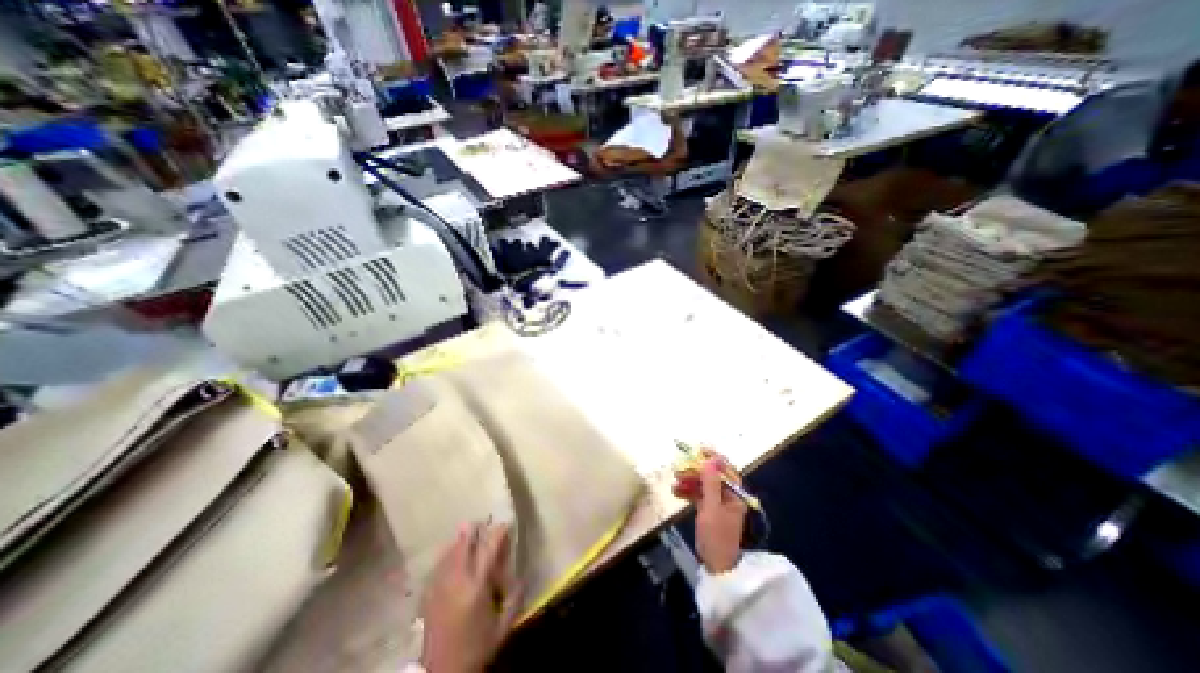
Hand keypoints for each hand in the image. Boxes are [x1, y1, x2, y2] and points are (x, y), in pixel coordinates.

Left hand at [422, 525, 521, 671]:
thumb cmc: (477, 647)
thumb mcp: (503, 626)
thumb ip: (515, 599)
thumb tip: (522, 576)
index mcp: (477, 587)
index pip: (488, 551)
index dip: (497, 534)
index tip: (504, 524)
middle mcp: (457, 581)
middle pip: (463, 547)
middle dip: (472, 531)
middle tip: (479, 520)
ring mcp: (440, 587)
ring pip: (449, 554)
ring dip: (458, 540)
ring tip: (465, 529)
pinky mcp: (429, 595)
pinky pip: (438, 567)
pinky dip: (445, 555)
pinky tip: (449, 552)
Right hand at [672, 448, 745, 573]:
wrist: (717, 567)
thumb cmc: (716, 536)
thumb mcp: (712, 508)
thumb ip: (710, 483)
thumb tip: (710, 460)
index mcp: (735, 494)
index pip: (725, 469)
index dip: (712, 458)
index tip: (697, 450)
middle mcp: (728, 495)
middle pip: (712, 475)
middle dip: (695, 471)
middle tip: (679, 470)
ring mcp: (719, 503)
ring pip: (703, 484)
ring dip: (689, 481)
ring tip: (675, 482)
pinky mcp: (710, 510)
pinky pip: (699, 494)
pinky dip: (688, 491)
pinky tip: (676, 492)